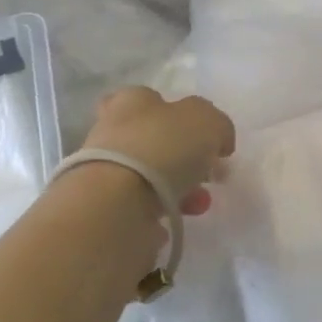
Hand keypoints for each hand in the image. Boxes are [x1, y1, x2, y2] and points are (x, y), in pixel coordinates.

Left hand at [80, 87, 235, 216]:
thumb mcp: (207, 121)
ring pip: (148, 176)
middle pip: (153, 140)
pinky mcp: (103, 207)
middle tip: (207, 175)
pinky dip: (157, 214)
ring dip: (177, 190)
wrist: (115, 204)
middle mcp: (112, 130)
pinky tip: (172, 223)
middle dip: (184, 159)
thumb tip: (218, 141)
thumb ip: (217, 126)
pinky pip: (137, 208)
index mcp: (132, 101)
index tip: (202, 136)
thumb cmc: (163, 147)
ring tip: (199, 205)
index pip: (150, 98)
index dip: (178, 115)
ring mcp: (104, 171)